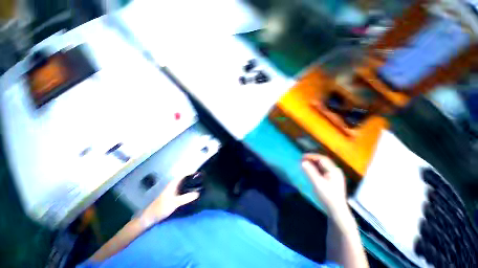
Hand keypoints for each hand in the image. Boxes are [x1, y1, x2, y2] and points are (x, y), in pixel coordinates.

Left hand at [140, 174, 199, 224]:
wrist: (151, 217)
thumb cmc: (162, 207)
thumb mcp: (175, 202)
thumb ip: (187, 197)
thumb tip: (199, 193)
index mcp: (173, 184)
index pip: (184, 175)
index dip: (192, 174)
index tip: (200, 174)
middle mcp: (173, 185)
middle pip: (185, 180)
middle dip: (193, 179)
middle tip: (202, 180)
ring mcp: (173, 190)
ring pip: (184, 185)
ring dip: (191, 184)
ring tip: (200, 185)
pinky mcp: (173, 196)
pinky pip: (183, 190)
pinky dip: (188, 190)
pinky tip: (192, 193)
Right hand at [301, 154, 347, 217]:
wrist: (336, 210)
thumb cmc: (327, 196)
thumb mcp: (317, 183)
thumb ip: (310, 171)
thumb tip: (302, 162)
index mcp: (334, 170)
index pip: (321, 158)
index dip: (311, 156)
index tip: (301, 157)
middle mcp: (335, 171)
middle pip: (322, 161)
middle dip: (312, 159)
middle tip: (302, 160)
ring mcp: (334, 175)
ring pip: (322, 165)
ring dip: (313, 163)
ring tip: (304, 163)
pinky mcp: (332, 180)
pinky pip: (323, 170)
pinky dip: (315, 168)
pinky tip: (310, 170)